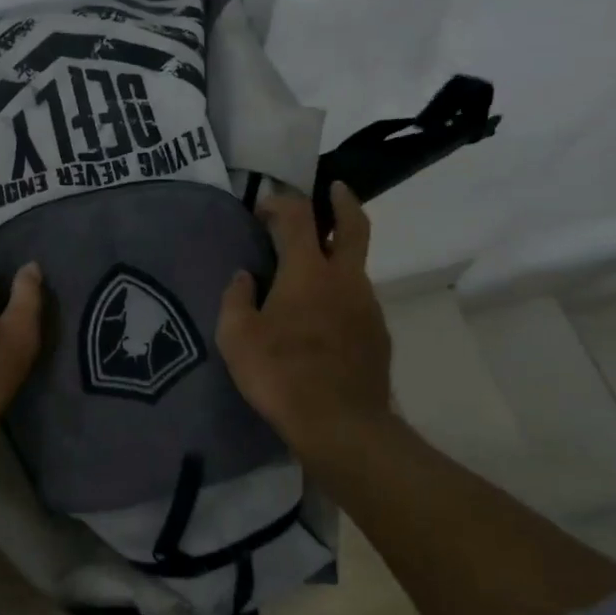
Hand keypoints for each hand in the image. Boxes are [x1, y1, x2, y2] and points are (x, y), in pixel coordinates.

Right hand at [217, 184, 395, 457]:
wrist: (341, 425)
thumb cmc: (281, 374)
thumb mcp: (236, 337)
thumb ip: (237, 299)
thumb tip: (244, 277)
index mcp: (307, 272)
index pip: (298, 217)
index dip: (279, 202)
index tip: (262, 207)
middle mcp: (344, 279)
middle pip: (353, 225)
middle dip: (342, 201)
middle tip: (333, 189)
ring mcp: (367, 306)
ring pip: (355, 266)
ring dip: (337, 255)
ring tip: (311, 271)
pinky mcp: (378, 334)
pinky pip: (358, 300)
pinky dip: (341, 293)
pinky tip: (322, 318)